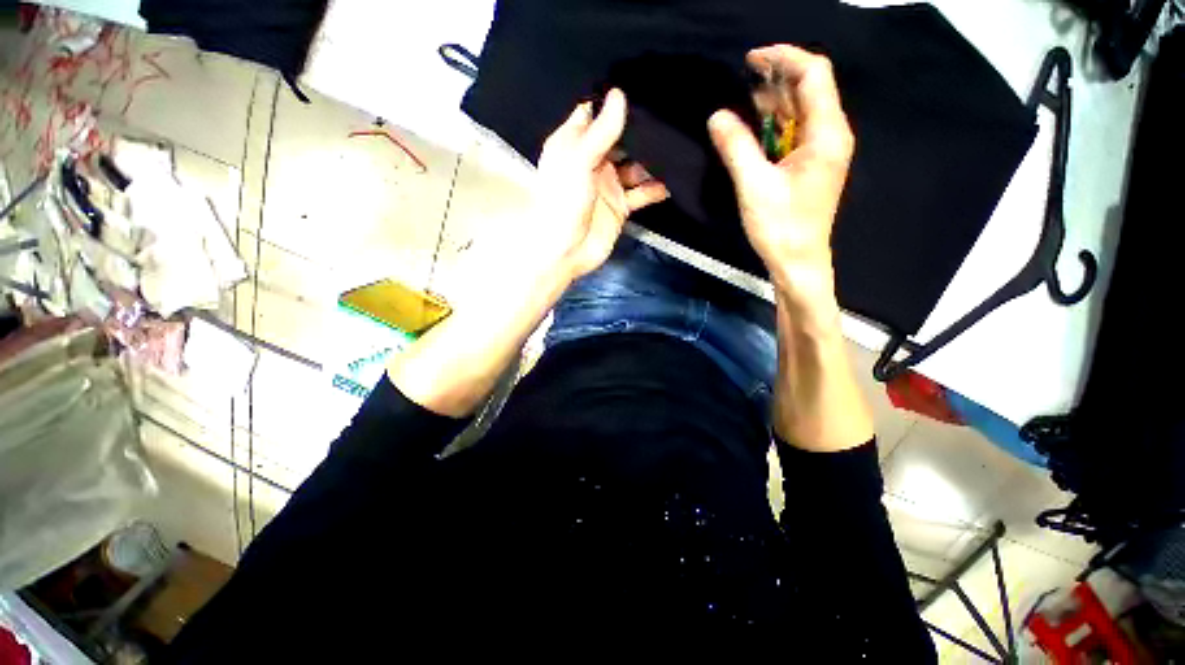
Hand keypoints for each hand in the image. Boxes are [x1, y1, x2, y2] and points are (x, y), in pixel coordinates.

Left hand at [534, 88, 668, 281]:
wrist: (565, 250)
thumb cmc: (564, 201)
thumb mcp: (579, 160)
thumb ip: (601, 131)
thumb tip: (619, 94)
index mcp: (574, 145)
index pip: (595, 116)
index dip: (614, 104)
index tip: (642, 86)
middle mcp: (592, 162)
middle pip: (620, 140)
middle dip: (640, 131)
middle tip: (670, 114)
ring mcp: (608, 185)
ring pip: (635, 166)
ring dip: (652, 160)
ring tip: (678, 145)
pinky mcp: (620, 206)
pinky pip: (642, 193)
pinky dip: (655, 189)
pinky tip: (673, 181)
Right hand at [707, 45, 853, 305]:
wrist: (798, 261)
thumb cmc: (780, 226)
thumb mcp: (754, 185)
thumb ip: (736, 147)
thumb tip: (717, 116)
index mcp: (825, 133)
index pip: (813, 74)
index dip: (783, 58)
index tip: (750, 59)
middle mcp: (830, 135)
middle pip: (809, 89)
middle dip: (777, 77)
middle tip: (742, 78)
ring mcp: (822, 151)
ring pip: (801, 111)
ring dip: (774, 101)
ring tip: (744, 100)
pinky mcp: (811, 165)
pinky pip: (795, 132)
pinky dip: (775, 124)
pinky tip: (755, 127)